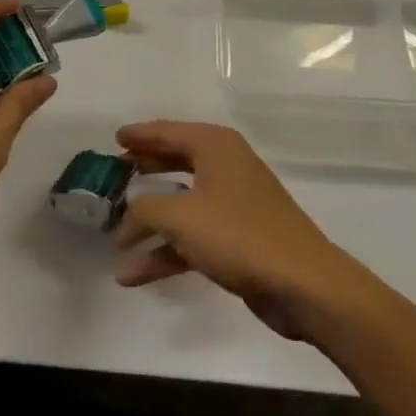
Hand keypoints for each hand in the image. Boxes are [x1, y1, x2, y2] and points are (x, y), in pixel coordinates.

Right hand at [113, 121, 368, 342]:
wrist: (302, 284)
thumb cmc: (239, 235)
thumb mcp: (181, 218)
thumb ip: (145, 209)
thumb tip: (127, 211)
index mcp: (215, 146)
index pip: (168, 132)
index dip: (140, 135)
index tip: (114, 138)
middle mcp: (225, 166)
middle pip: (175, 162)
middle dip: (144, 172)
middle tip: (113, 176)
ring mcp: (233, 204)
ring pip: (181, 205)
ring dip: (149, 224)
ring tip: (115, 238)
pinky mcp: (237, 239)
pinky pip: (192, 237)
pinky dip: (166, 252)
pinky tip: (133, 275)